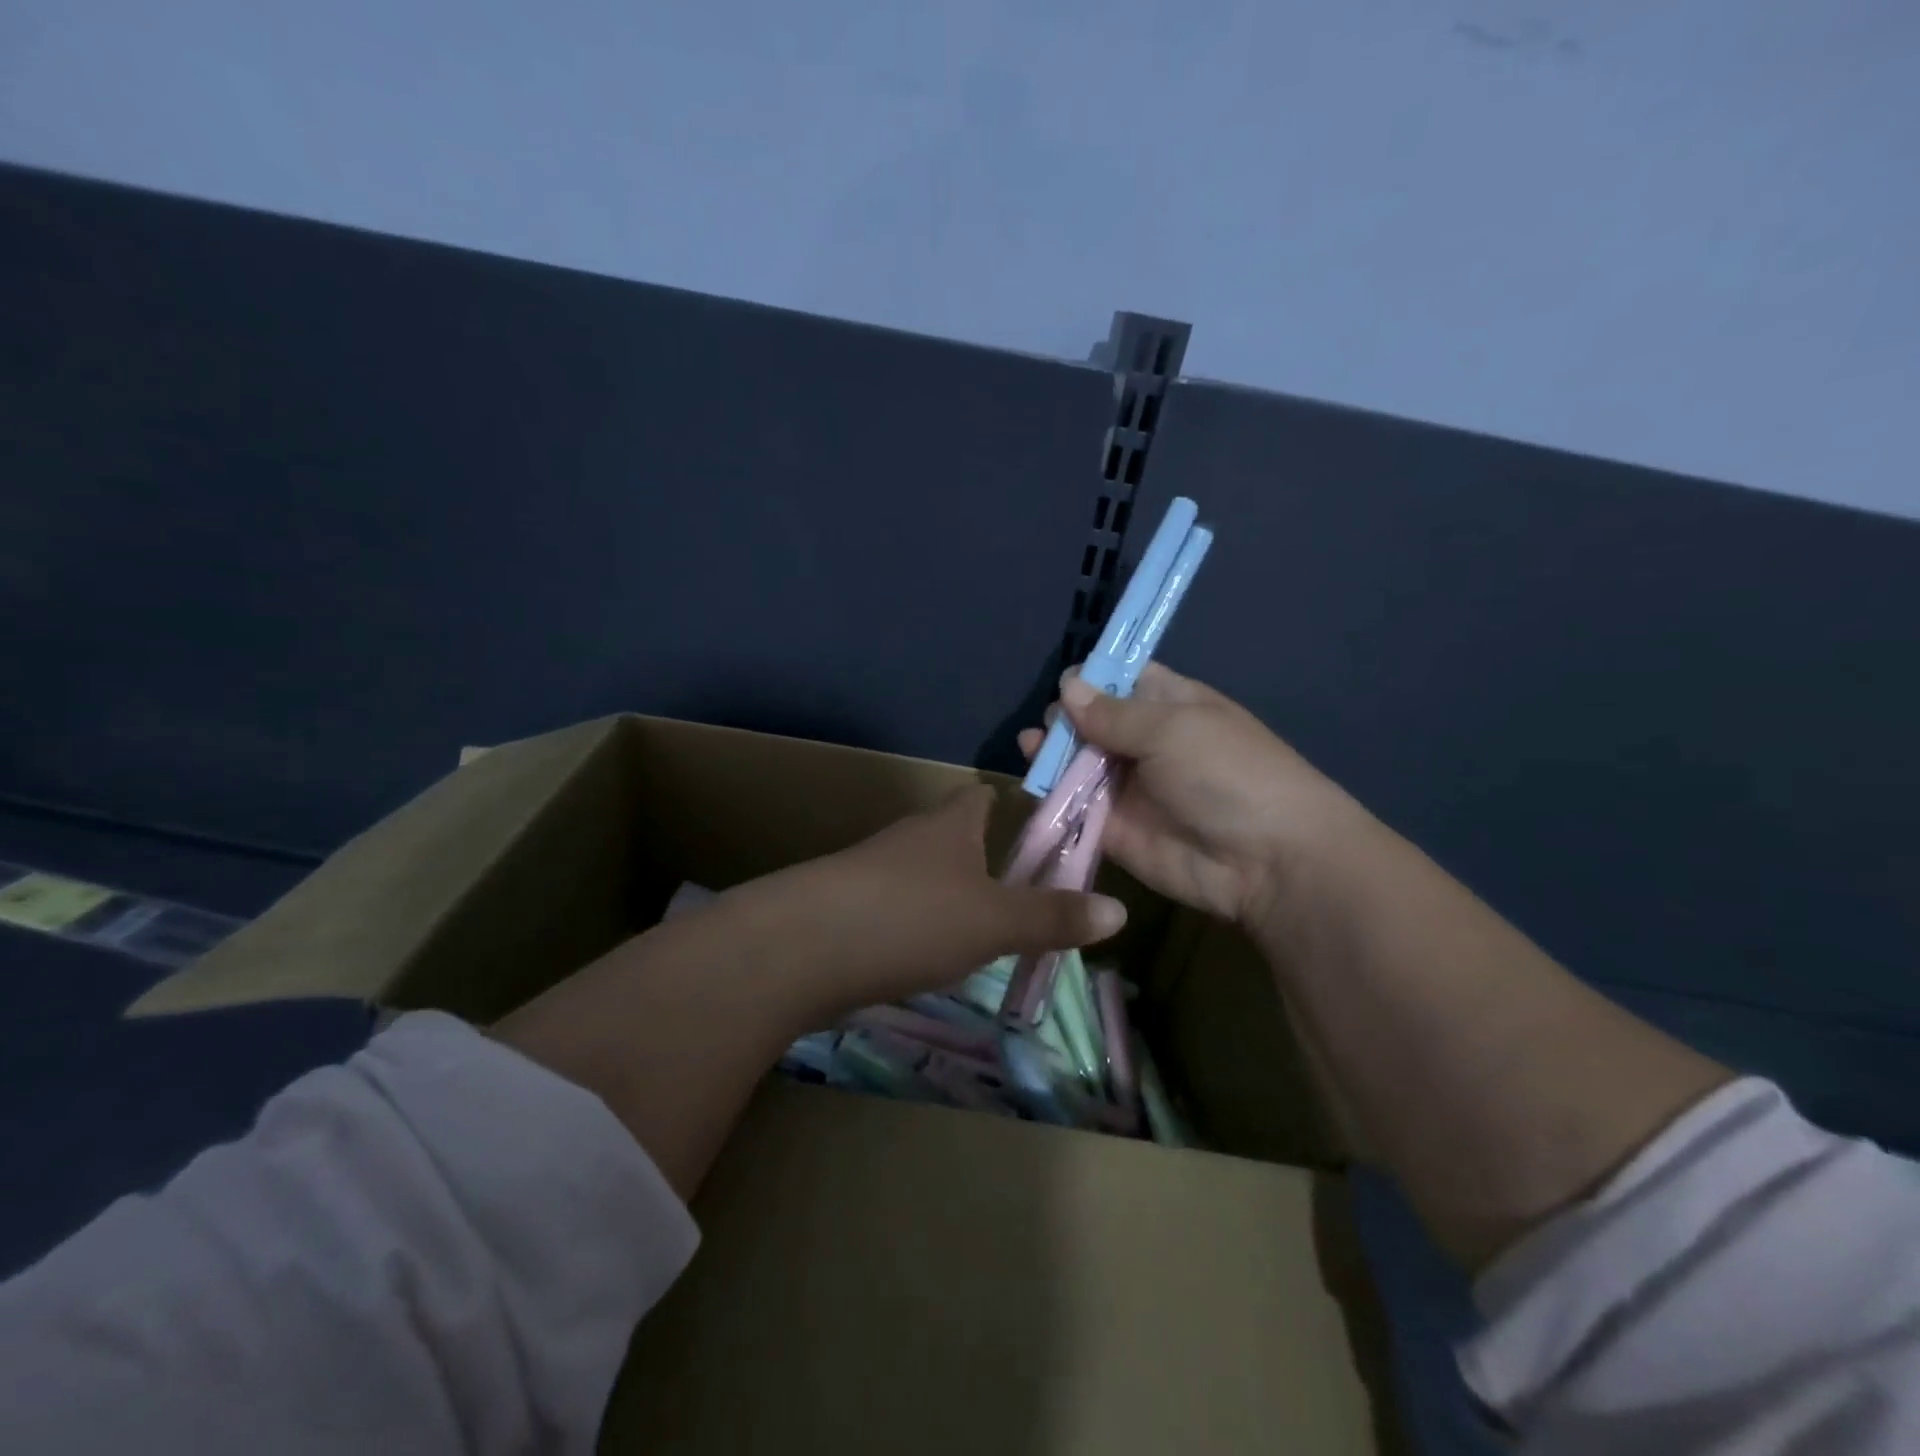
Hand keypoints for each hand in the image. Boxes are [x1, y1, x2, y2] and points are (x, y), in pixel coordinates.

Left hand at [717, 784, 1127, 1021]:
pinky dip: (915, 926)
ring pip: (922, 875)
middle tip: (1024, 892)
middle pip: (953, 836)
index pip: (983, 796)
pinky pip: (893, 909)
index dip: (1012, 805)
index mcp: (949, 825)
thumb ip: (1053, 917)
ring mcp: (870, 872)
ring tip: (983, 930)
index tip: (1041, 828)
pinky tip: (926, 957)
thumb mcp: (994, 922)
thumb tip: (1121, 911)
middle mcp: (909, 839)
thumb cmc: (910, 918)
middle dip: (985, 858)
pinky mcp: (844, 909)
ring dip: (949, 895)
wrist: (798, 948)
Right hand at [1018, 664, 1364, 926]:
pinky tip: (1032, 782)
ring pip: (1077, 763)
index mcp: (1168, 705)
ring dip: (1052, 754)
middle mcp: (1144, 742)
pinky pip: (1075, 807)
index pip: (1122, 680)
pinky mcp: (1113, 828)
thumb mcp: (1173, 728)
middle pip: (1092, 721)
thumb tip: (1067, 685)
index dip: (1092, 677)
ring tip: (1031, 747)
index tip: (1064, 682)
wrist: (1266, 862)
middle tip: (1052, 725)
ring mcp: (1128, 787)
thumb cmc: (1227, 773)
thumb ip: (1113, 713)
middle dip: (1066, 717)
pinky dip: (1052, 796)